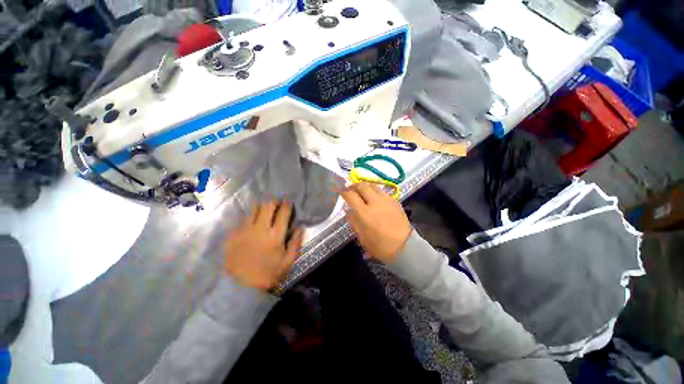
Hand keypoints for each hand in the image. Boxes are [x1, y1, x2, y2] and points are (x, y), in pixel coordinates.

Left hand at [224, 201, 303, 290]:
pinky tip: (252, 222)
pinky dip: (250, 217)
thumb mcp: (288, 261)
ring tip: (265, 210)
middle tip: (277, 204)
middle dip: (275, 202)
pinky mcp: (233, 234)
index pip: (283, 212)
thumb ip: (296, 243)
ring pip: (254, 209)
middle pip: (268, 206)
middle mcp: (260, 229)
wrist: (240, 286)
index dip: (287, 205)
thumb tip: (300, 228)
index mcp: (275, 235)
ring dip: (262, 207)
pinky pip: (243, 219)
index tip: (289, 203)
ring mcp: (244, 230)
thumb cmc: (268, 274)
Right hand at [340, 183, 411, 263]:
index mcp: (364, 213)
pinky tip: (375, 198)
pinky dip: (375, 192)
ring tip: (362, 192)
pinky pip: (382, 191)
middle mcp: (375, 202)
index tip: (340, 191)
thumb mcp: (362, 237)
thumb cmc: (380, 246)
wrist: (405, 247)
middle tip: (351, 189)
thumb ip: (353, 221)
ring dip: (365, 186)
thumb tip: (348, 210)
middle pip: (362, 185)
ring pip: (373, 185)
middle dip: (354, 185)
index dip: (343, 191)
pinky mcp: (395, 201)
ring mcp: (386, 200)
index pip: (350, 195)